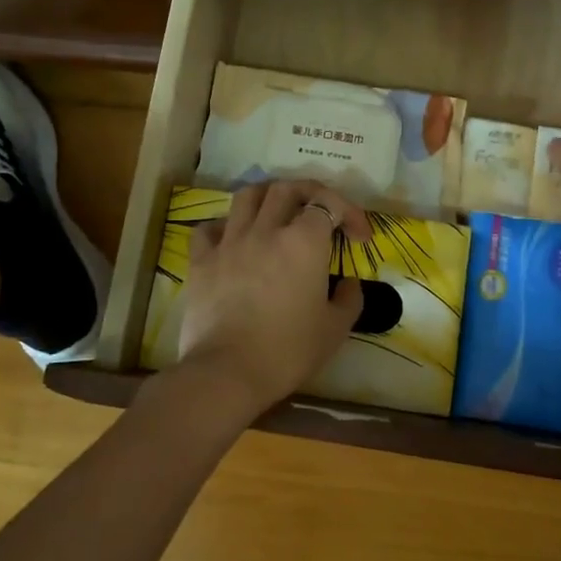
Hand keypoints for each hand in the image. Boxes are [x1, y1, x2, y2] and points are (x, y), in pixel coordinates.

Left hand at [177, 180, 371, 419]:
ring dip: (267, 197)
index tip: (359, 237)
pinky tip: (233, 240)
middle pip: (287, 188)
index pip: (329, 204)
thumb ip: (349, 298)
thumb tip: (348, 282)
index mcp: (304, 242)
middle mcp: (266, 230)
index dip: (349, 213)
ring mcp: (230, 242)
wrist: (228, 372)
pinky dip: (224, 226)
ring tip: (276, 212)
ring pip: (247, 196)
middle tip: (320, 212)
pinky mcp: (201, 260)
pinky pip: (210, 228)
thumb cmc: (288, 351)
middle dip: (310, 193)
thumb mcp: (335, 329)